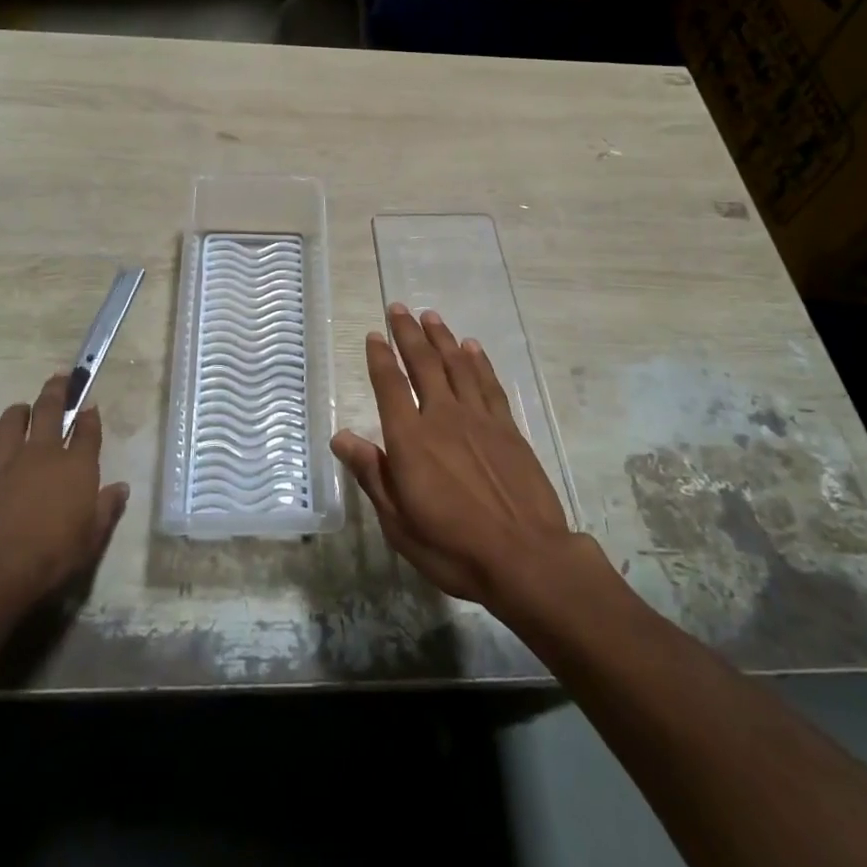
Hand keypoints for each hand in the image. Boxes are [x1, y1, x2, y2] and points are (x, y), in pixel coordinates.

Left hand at [0, 372, 129, 618]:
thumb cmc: (51, 558)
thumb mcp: (91, 540)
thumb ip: (107, 510)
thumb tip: (121, 488)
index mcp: (76, 466)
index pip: (88, 430)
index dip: (90, 416)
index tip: (89, 406)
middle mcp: (42, 453)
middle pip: (49, 409)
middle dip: (57, 390)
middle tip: (60, 378)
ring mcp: (6, 462)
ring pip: (10, 422)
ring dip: (18, 412)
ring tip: (22, 410)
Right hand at [331, 305, 582, 610]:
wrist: (526, 558)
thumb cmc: (453, 547)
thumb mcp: (399, 522)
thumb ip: (372, 474)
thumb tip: (340, 437)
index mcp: (410, 440)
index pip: (390, 386)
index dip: (380, 358)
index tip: (374, 334)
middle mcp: (442, 417)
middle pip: (423, 364)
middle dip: (409, 333)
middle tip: (399, 308)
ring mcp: (478, 419)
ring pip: (456, 365)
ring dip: (442, 338)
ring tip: (430, 315)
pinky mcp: (508, 428)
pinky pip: (489, 384)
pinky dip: (478, 361)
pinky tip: (471, 347)